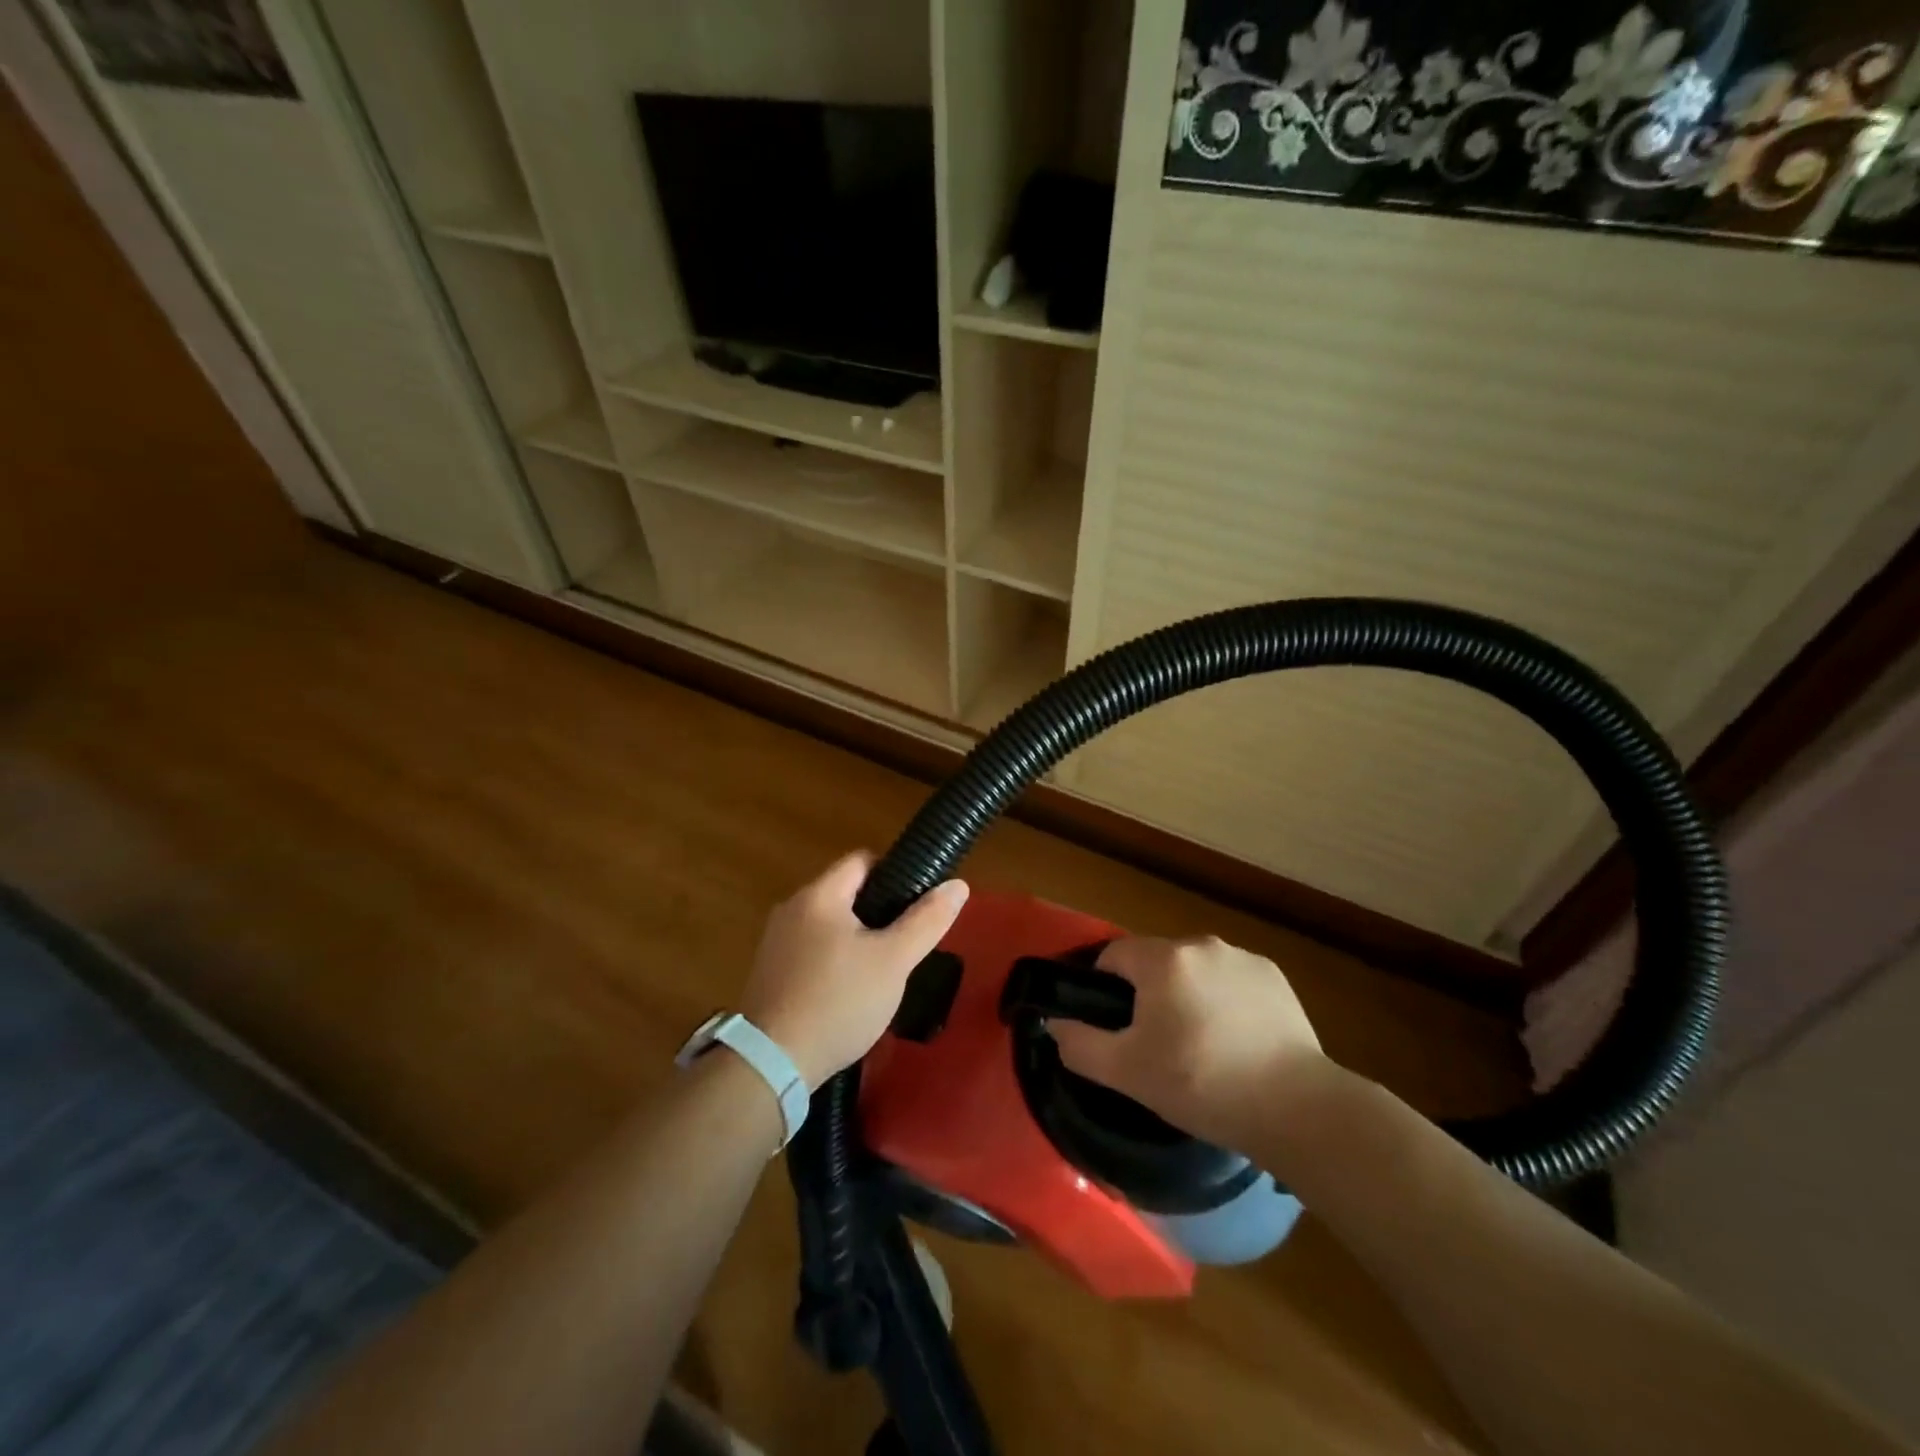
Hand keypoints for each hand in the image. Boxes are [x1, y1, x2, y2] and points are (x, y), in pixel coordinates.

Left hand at [739, 852, 968, 1087]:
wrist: (771, 1065)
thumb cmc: (838, 1002)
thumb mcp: (893, 961)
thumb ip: (926, 921)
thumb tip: (958, 885)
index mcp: (819, 895)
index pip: (862, 860)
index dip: (895, 873)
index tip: (918, 904)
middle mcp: (791, 909)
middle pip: (845, 893)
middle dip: (878, 912)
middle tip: (905, 943)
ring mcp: (775, 942)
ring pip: (829, 926)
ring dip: (856, 940)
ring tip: (882, 972)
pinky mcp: (769, 973)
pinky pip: (811, 952)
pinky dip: (833, 962)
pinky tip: (849, 994)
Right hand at [1049, 936, 1323, 1147]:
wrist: (1297, 1108)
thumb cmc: (1202, 1085)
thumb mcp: (1128, 1073)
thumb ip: (1080, 1044)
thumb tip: (1055, 1024)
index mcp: (1163, 959)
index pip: (1114, 956)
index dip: (1105, 990)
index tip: (1118, 1029)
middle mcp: (1202, 944)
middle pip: (1155, 962)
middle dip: (1148, 995)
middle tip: (1158, 1046)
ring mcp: (1243, 957)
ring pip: (1194, 971)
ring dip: (1187, 996)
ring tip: (1202, 1048)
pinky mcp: (1274, 976)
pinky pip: (1231, 980)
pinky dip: (1224, 1001)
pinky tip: (1238, 1042)